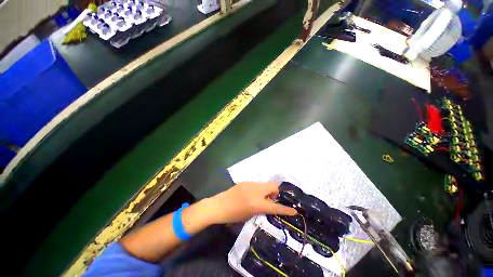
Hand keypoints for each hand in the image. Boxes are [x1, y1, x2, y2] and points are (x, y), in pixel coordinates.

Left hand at [208, 182, 296, 223]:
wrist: (216, 207)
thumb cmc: (232, 216)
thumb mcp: (250, 216)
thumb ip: (262, 210)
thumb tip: (270, 206)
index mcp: (256, 204)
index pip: (275, 207)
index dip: (286, 209)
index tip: (294, 211)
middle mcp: (255, 191)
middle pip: (274, 187)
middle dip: (277, 194)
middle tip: (271, 202)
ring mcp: (249, 185)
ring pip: (266, 185)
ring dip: (268, 191)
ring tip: (262, 199)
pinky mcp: (244, 182)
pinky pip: (258, 185)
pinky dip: (260, 190)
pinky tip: (253, 196)